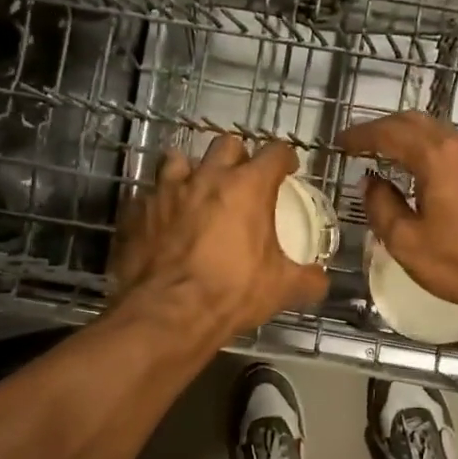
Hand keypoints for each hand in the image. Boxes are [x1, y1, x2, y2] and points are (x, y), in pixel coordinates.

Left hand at [109, 135, 329, 341]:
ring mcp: (166, 191)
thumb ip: (307, 280)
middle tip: (241, 179)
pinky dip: (159, 203)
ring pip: (178, 159)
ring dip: (191, 170)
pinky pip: (149, 194)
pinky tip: (163, 221)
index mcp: (247, 187)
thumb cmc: (231, 293)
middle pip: (225, 145)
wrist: (167, 313)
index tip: (288, 169)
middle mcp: (206, 177)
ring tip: (195, 190)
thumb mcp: (281, 290)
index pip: (274, 153)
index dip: (285, 158)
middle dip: (237, 157)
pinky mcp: (136, 210)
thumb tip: (321, 281)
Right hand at [337, 111, 457, 329]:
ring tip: (390, 157)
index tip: (340, 142)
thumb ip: (381, 206)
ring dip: (412, 140)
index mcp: (439, 157)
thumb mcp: (407, 242)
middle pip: (417, 123)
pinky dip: (436, 153)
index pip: (390, 133)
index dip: (361, 135)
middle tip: (361, 143)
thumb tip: (371, 183)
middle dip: (385, 129)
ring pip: (442, 134)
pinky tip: (429, 175)